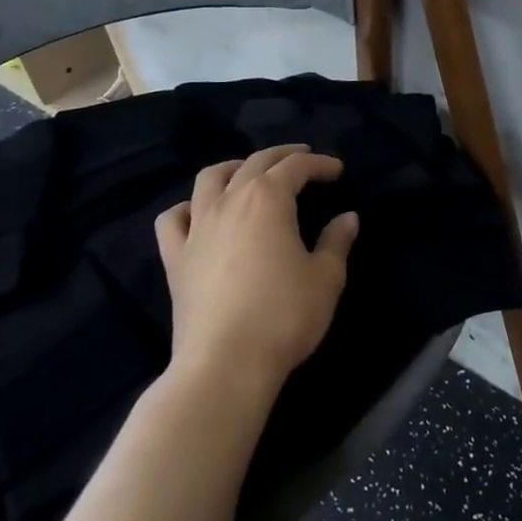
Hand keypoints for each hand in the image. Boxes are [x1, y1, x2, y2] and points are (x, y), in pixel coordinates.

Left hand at [155, 145, 357, 391]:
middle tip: (303, 159)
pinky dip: (188, 208)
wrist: (225, 364)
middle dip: (282, 156)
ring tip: (248, 174)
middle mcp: (230, 202)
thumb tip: (347, 218)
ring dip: (233, 169)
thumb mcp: (325, 278)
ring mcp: (197, 228)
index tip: (337, 170)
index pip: (296, 167)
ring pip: (209, 179)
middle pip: (255, 163)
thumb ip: (337, 242)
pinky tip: (200, 214)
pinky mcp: (175, 259)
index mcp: (268, 199)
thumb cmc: (283, 316)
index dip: (319, 164)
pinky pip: (174, 219)